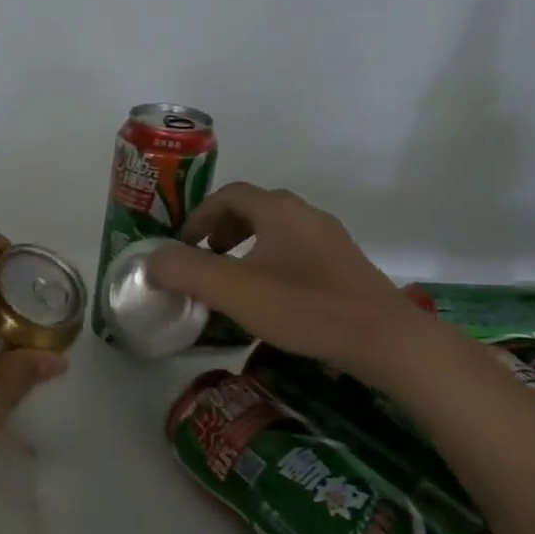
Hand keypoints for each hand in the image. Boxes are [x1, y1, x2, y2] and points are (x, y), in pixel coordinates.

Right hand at [144, 183, 433, 383]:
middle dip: (222, 230)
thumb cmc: (304, 307)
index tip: (182, 245)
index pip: (229, 195)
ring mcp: (330, 240)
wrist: (383, 338)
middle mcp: (306, 215)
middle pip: (254, 209)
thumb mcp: (233, 290)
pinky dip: (270, 262)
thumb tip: (152, 261)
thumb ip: (186, 271)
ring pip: (277, 231)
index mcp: (278, 211)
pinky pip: (296, 252)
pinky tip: (269, 298)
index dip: (199, 216)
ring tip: (232, 279)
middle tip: (204, 258)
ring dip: (246, 246)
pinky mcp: (344, 266)